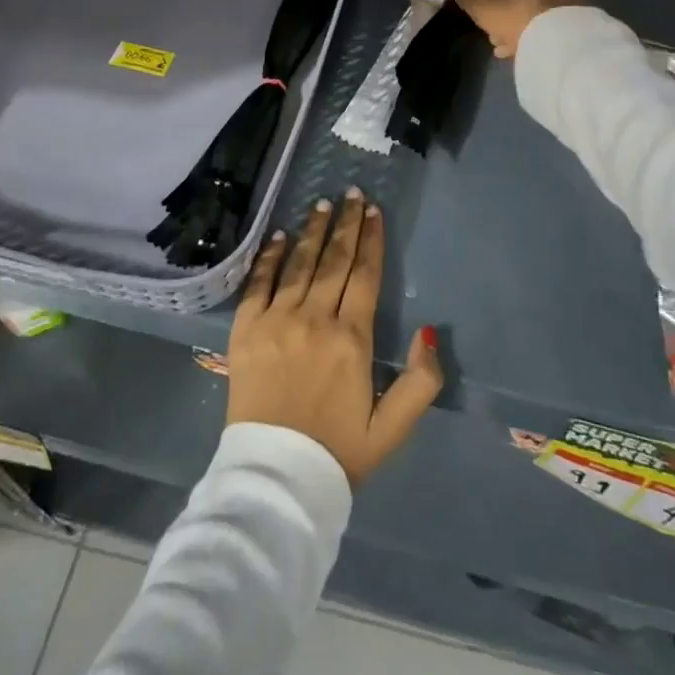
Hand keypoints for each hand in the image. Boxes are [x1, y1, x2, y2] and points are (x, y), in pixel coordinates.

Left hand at [227, 188, 442, 487]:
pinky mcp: (245, 329)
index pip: (366, 276)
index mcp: (352, 339)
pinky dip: (270, 256)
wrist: (275, 481)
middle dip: (346, 224)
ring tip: (322, 204)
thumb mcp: (393, 429)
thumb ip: (421, 382)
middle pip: (334, 260)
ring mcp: (277, 320)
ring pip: (299, 264)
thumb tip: (428, 331)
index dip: (371, 240)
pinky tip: (279, 236)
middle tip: (351, 193)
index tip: (373, 211)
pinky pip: (259, 283)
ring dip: (312, 231)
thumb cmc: (337, 453)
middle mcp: (315, 319)